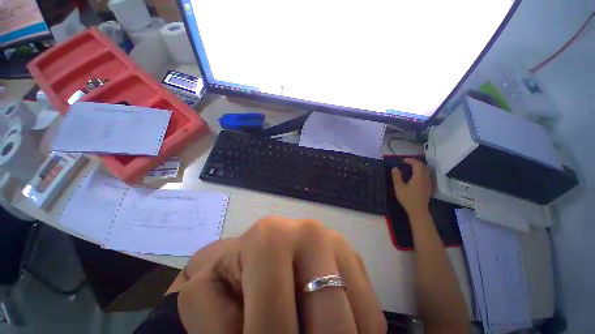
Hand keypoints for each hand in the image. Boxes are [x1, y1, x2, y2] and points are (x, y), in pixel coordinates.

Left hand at [174, 217, 386, 333]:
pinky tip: (325, 327)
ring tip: (306, 333)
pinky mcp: (354, 258)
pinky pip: (370, 315)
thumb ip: (215, 329)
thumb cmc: (232, 272)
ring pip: (360, 323)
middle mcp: (310, 233)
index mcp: (271, 237)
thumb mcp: (206, 299)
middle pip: (331, 325)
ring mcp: (337, 243)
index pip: (274, 323)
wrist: (260, 245)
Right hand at [392, 158, 432, 216]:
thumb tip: (395, 168)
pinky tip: (417, 175)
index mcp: (418, 177)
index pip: (417, 164)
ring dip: (420, 166)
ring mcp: (429, 183)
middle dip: (416, 162)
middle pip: (424, 166)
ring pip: (427, 170)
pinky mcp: (429, 187)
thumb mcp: (399, 187)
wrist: (418, 210)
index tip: (403, 160)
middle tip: (407, 162)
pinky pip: (427, 175)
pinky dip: (422, 171)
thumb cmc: (407, 198)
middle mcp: (426, 178)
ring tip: (411, 167)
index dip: (410, 160)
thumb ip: (397, 176)